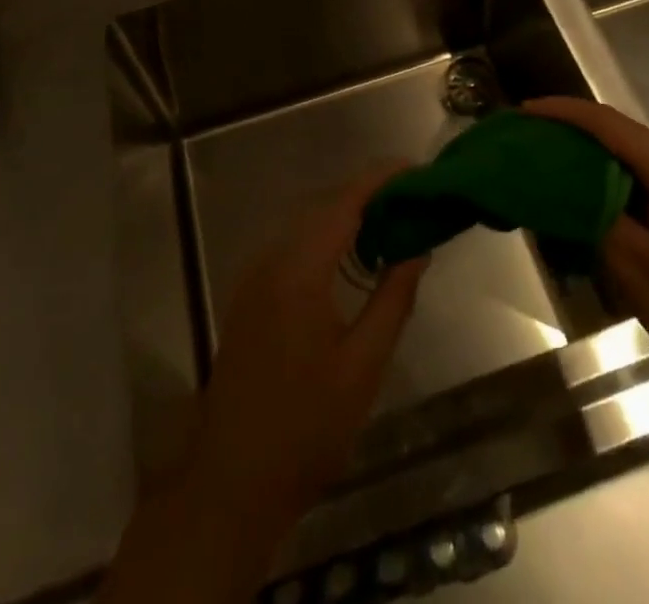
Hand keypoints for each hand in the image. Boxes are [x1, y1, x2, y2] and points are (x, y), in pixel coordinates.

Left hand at [103, 171, 427, 602]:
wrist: (231, 481)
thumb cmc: (305, 427)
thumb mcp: (363, 366)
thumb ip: (393, 299)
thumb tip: (417, 249)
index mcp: (299, 269)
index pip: (345, 202)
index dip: (380, 179)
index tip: (415, 168)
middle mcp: (272, 259)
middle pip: (324, 206)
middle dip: (368, 194)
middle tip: (412, 198)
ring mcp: (255, 276)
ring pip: (307, 224)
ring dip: (347, 215)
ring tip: (392, 222)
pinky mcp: (250, 295)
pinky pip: (293, 246)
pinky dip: (326, 237)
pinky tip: (352, 257)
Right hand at [522, 96, 648, 395]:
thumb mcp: (635, 264)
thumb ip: (595, 215)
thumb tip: (564, 188)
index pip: (606, 123)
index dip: (562, 112)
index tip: (524, 113)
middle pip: (620, 131)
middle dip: (573, 129)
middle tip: (531, 138)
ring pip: (633, 153)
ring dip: (593, 154)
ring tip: (551, 162)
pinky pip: (648, 175)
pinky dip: (614, 176)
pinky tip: (592, 195)